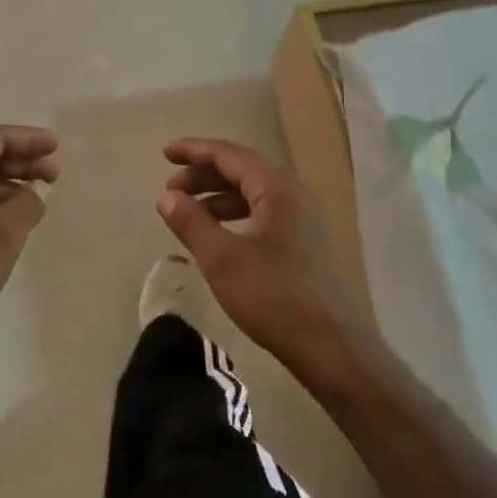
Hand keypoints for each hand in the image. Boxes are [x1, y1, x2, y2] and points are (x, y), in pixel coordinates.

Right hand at [155, 138, 368, 373]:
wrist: (331, 346)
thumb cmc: (274, 296)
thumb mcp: (222, 259)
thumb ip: (191, 222)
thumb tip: (167, 197)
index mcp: (277, 188)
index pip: (230, 155)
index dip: (195, 151)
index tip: (165, 153)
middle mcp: (293, 195)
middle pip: (242, 170)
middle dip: (204, 175)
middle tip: (171, 188)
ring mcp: (302, 219)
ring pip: (252, 194)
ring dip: (217, 197)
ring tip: (188, 213)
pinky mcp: (304, 243)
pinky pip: (262, 213)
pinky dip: (234, 216)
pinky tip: (218, 235)